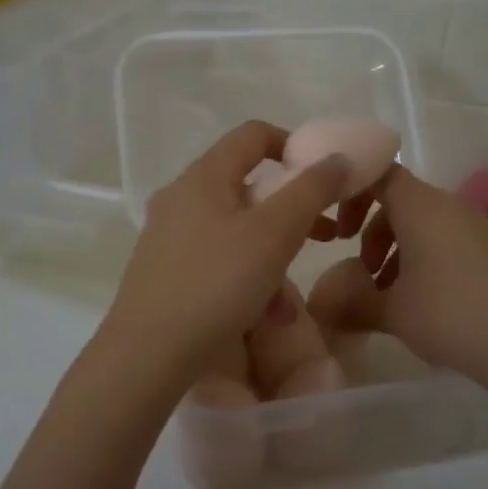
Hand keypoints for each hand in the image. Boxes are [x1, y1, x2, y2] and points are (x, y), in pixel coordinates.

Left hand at [103, 121, 360, 381]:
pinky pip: (216, 258)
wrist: (147, 354)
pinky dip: (244, 274)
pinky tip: (260, 313)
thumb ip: (312, 190)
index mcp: (203, 176)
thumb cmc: (216, 284)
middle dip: (290, 208)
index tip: (323, 178)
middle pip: (246, 184)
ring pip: (234, 227)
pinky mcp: (163, 269)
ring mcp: (168, 234)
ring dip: (271, 250)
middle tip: (322, 233)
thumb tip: (340, 158)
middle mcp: (180, 196)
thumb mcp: (274, 234)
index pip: (253, 134)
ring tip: (291, 294)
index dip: (294, 145)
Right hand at [346, 166, 487, 401]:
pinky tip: (418, 300)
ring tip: (385, 292)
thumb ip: (351, 302)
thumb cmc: (450, 314)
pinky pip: (443, 240)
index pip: (378, 174)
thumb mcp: (392, 312)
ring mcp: (473, 227)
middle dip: (370, 230)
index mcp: (420, 205)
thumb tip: (320, 305)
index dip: (350, 193)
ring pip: (421, 223)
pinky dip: (421, 259)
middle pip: (399, 200)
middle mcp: (448, 205)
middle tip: (359, 269)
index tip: (337, 230)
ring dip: (394, 249)